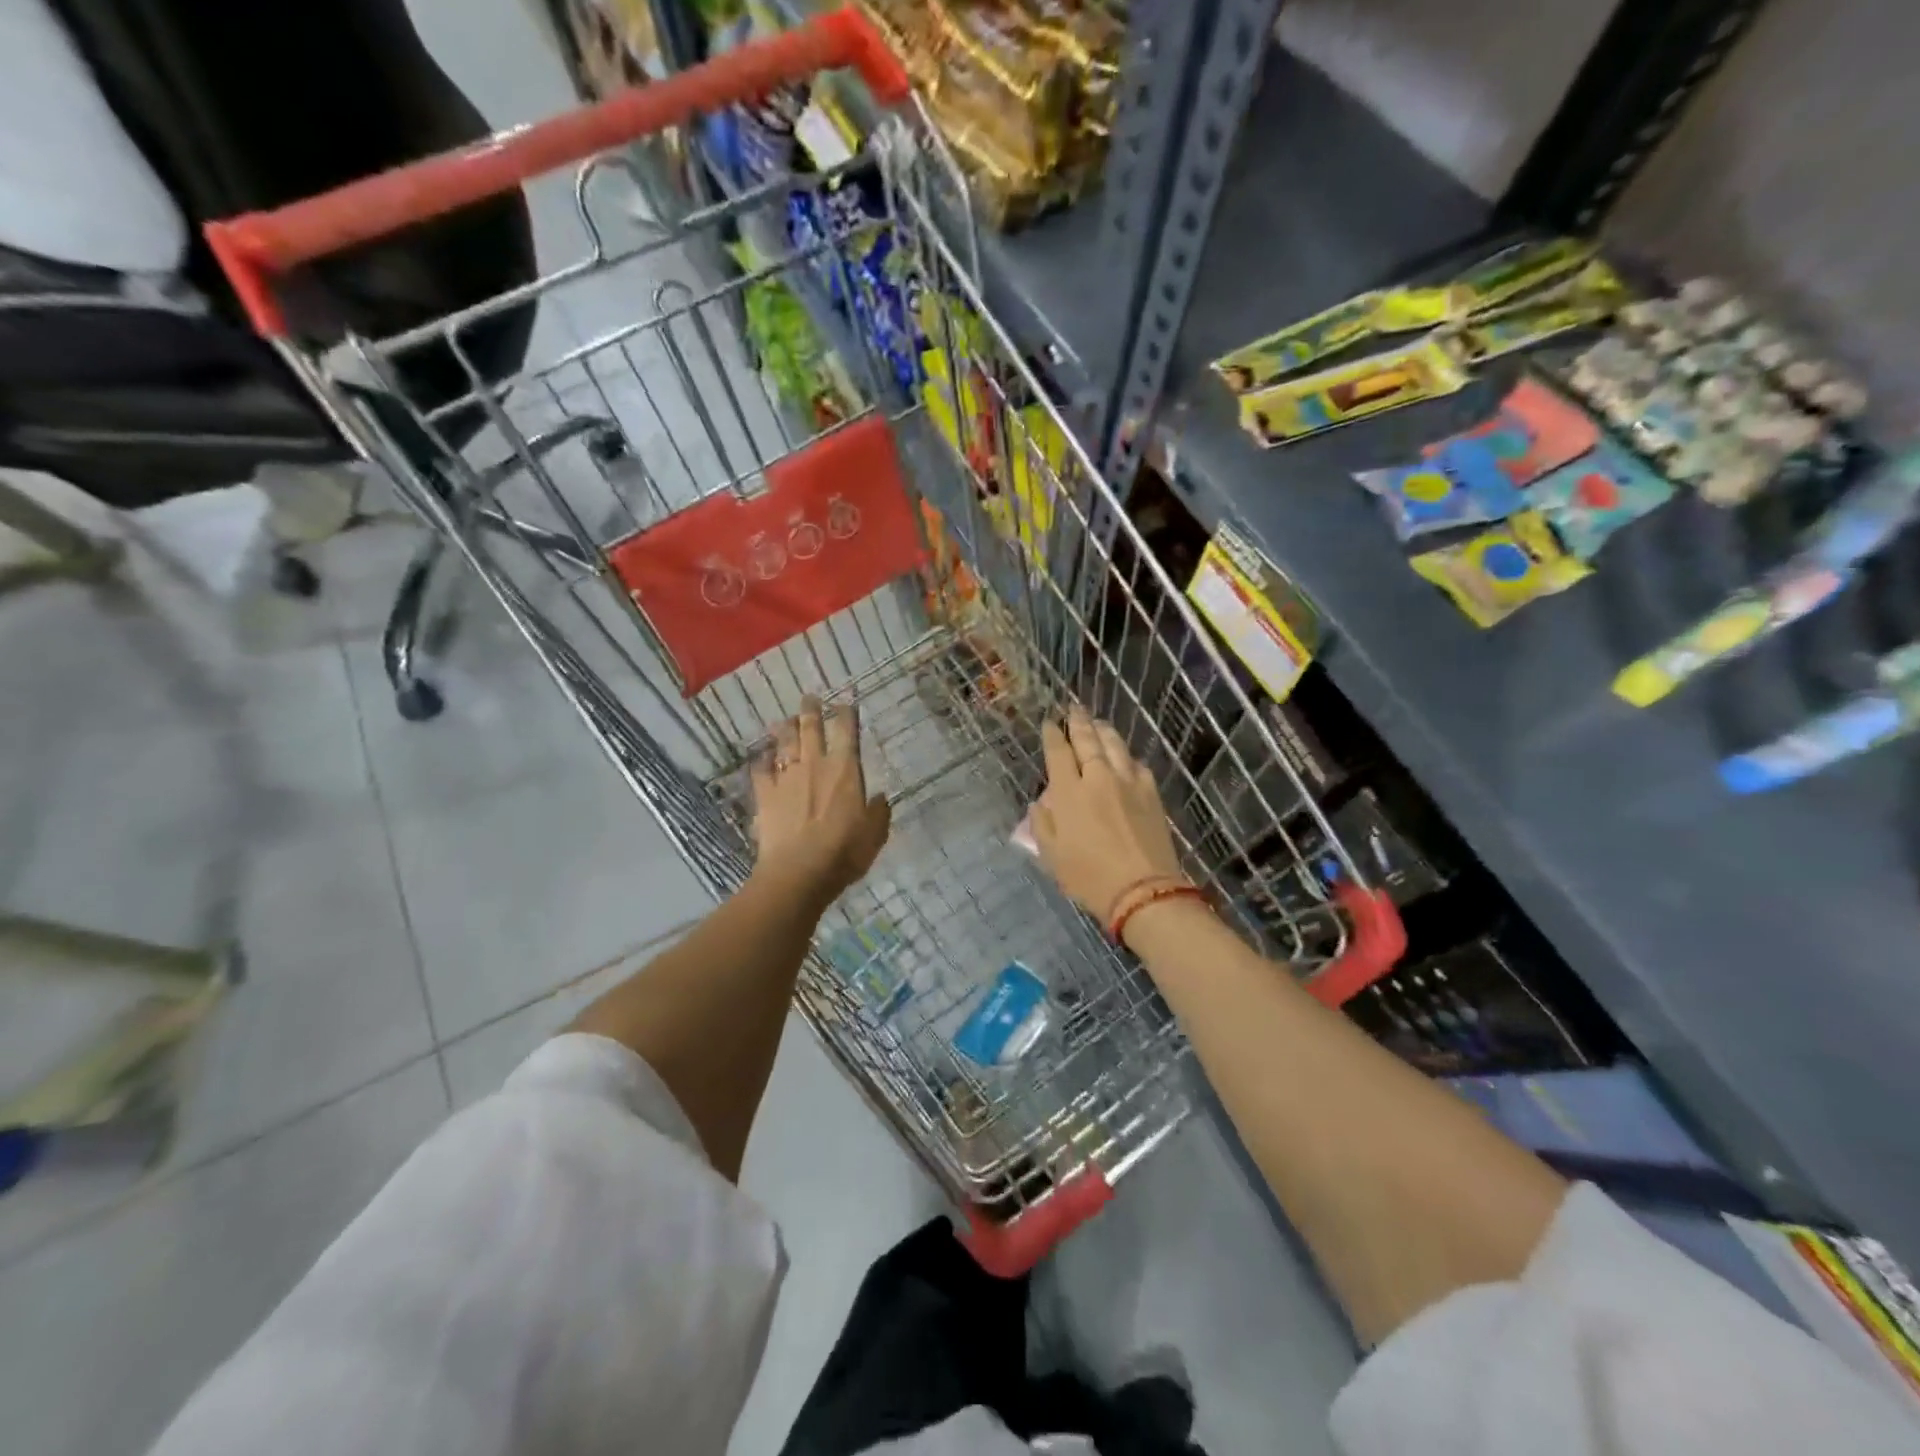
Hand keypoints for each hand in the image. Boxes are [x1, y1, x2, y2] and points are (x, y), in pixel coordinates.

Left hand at [751, 697, 890, 908]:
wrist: (799, 871)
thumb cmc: (844, 851)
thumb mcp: (874, 833)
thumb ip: (878, 812)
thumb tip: (879, 798)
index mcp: (845, 769)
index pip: (847, 731)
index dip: (846, 714)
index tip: (845, 702)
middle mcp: (814, 764)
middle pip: (811, 729)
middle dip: (811, 710)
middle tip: (809, 698)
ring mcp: (786, 777)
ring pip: (785, 743)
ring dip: (786, 729)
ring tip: (786, 720)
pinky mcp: (765, 795)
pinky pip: (762, 770)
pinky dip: (762, 760)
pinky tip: (762, 757)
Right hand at [1031, 706, 1184, 921]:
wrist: (1143, 890)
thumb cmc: (1089, 877)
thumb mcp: (1052, 857)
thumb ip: (1042, 825)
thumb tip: (1041, 803)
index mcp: (1069, 793)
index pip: (1058, 752)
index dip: (1053, 735)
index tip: (1050, 722)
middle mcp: (1098, 778)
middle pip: (1087, 740)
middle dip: (1078, 722)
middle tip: (1074, 709)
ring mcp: (1128, 783)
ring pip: (1115, 745)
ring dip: (1103, 731)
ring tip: (1098, 723)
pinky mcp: (1151, 793)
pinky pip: (1136, 764)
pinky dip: (1126, 756)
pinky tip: (1125, 756)